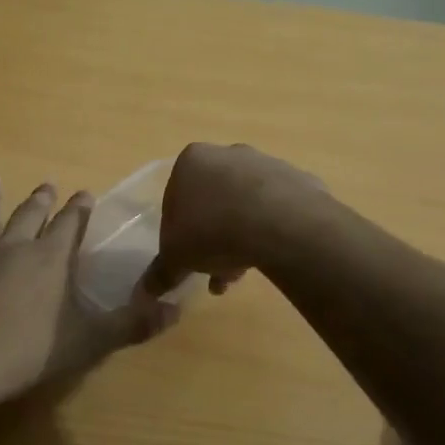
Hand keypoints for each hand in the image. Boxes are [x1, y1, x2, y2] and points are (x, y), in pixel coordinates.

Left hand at [0, 178, 165, 412]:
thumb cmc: (29, 353)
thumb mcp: (90, 341)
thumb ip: (133, 324)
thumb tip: (176, 309)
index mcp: (48, 260)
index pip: (69, 225)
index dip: (78, 209)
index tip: (84, 193)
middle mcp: (10, 250)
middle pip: (27, 216)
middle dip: (40, 200)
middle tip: (46, 183)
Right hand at [137, 143, 323, 301]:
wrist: (279, 224)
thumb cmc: (212, 231)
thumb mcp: (176, 257)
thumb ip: (161, 271)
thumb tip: (146, 290)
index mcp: (192, 161)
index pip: (177, 198)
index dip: (179, 231)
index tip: (187, 257)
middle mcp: (228, 154)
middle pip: (214, 201)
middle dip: (212, 237)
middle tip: (214, 270)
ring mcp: (266, 163)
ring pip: (245, 206)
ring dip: (240, 237)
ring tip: (241, 272)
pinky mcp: (298, 179)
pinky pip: (277, 209)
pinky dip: (271, 230)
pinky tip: (270, 255)